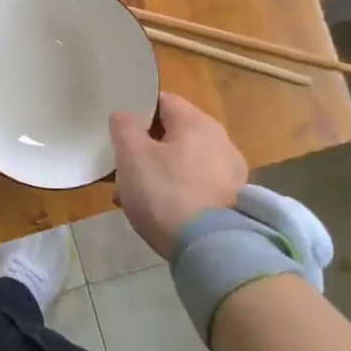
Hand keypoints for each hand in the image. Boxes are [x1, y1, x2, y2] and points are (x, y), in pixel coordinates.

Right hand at [109, 93, 248, 259]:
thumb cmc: (165, 193)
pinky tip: (157, 212)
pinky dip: (175, 192)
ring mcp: (230, 173)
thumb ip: (124, 126)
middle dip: (143, 148)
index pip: (162, 101)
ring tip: (132, 197)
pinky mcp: (232, 201)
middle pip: (173, 133)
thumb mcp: (132, 155)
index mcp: (198, 123)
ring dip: (156, 172)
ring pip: (182, 162)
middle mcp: (220, 141)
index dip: (137, 112)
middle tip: (121, 168)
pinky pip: (195, 185)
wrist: (210, 250)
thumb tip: (126, 116)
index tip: (118, 132)